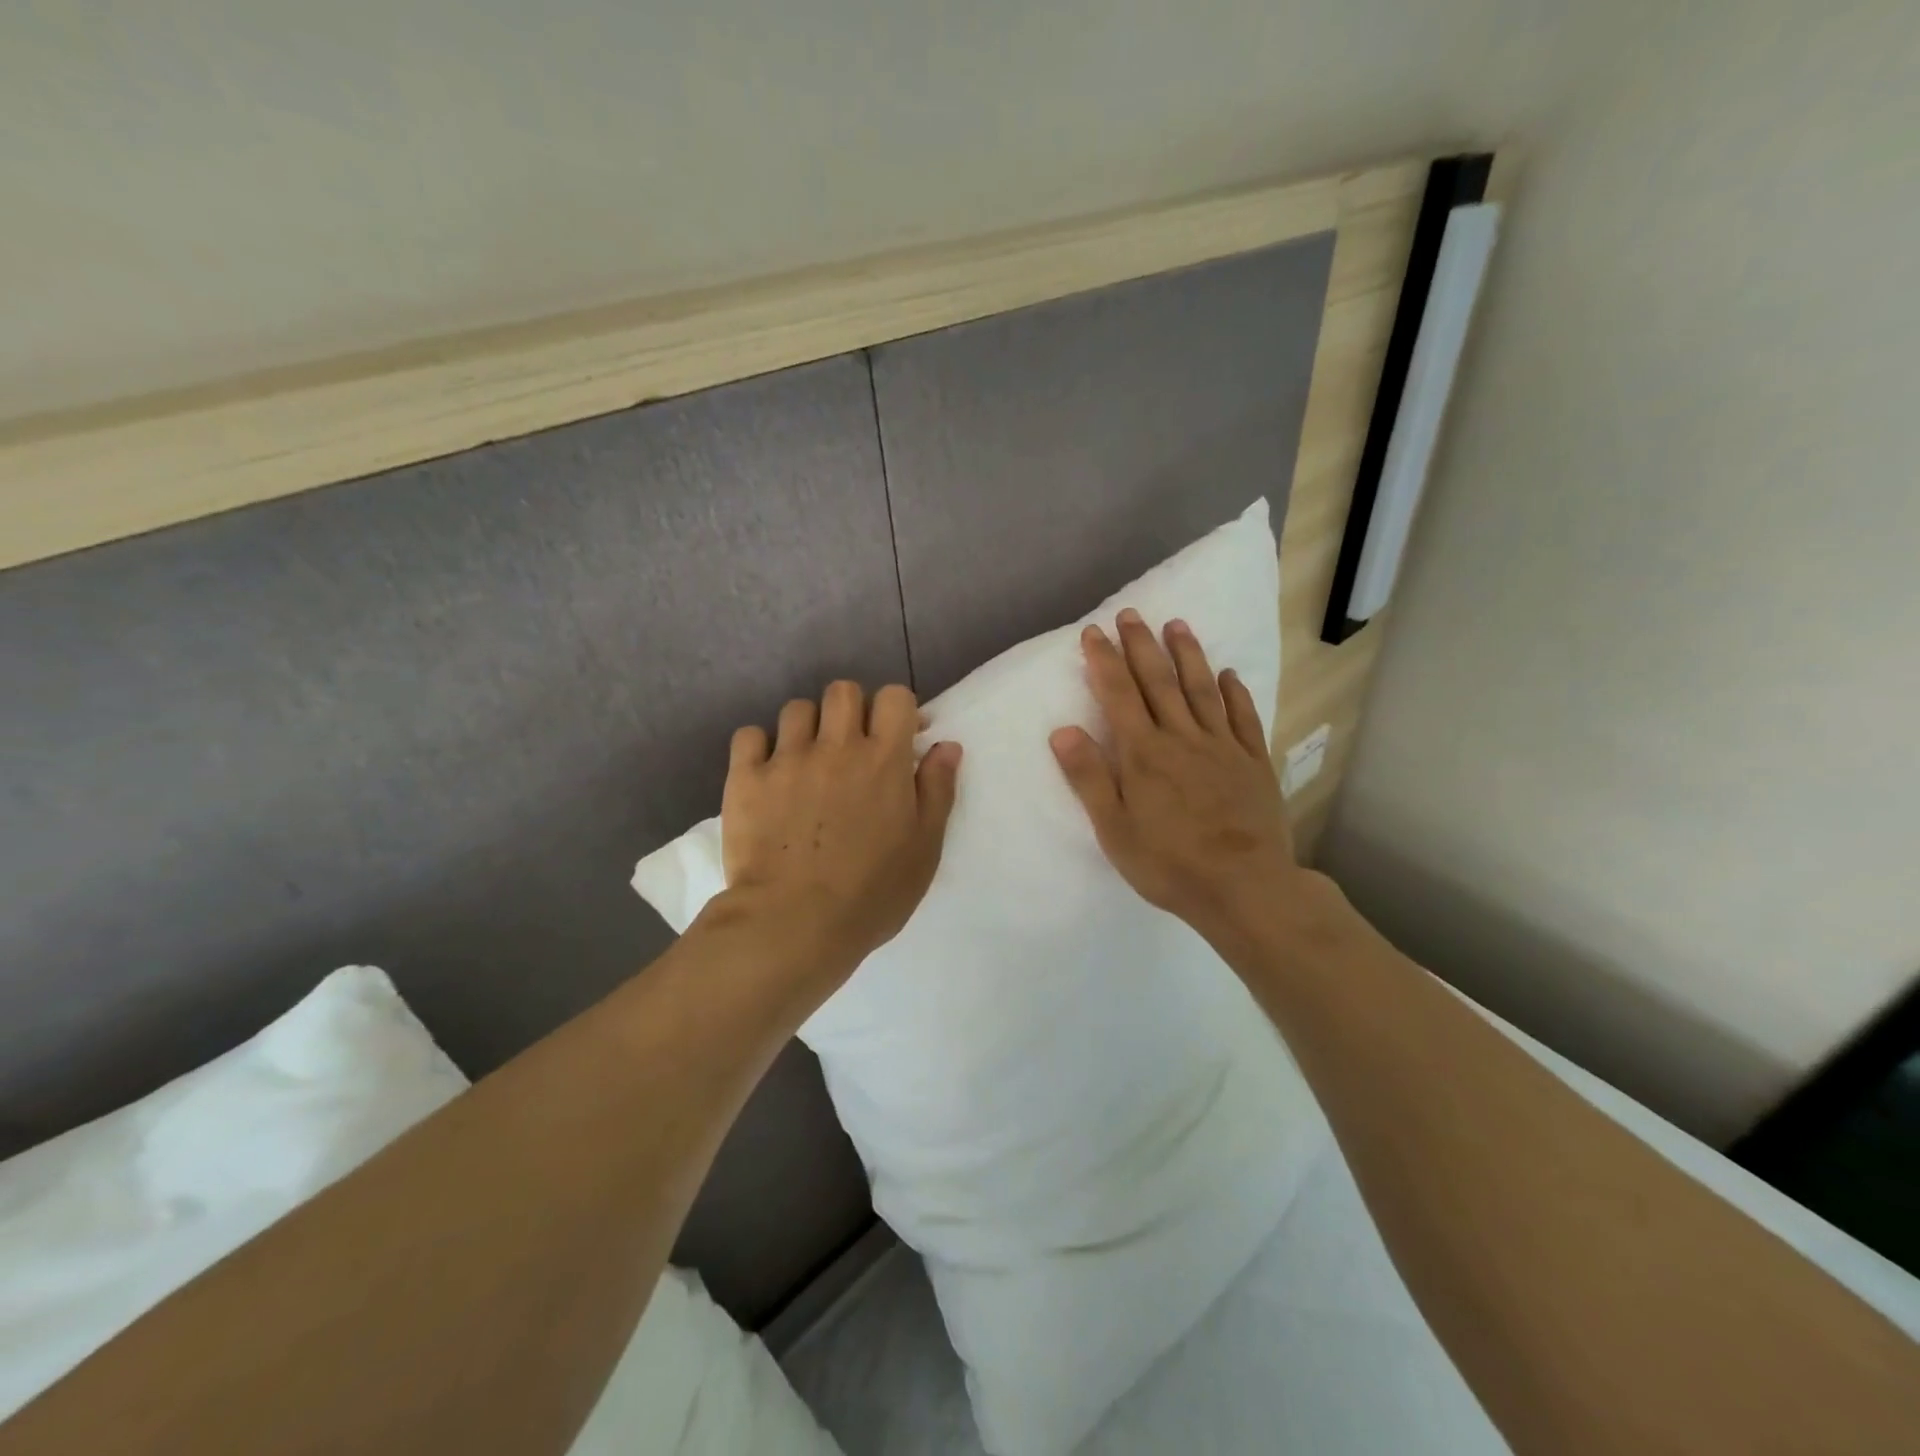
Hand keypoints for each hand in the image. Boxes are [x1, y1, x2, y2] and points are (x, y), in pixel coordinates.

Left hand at [716, 680, 961, 982]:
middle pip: (843, 691)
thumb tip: (946, 745)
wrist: (795, 923)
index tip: (898, 736)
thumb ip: (937, 790)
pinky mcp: (746, 778)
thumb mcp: (925, 848)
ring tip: (808, 761)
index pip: (894, 697)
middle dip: (852, 710)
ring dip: (808, 727)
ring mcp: (787, 759)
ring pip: (796, 709)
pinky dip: (760, 747)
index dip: (898, 710)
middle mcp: (836, 746)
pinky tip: (768, 772)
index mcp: (884, 759)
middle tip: (852, 746)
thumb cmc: (872, 892)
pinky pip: (749, 736)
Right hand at [1050, 610, 1304, 946]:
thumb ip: (1089, 777)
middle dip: (1141, 646)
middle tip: (1131, 614)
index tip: (1093, 632)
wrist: (1245, 887)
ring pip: (1202, 690)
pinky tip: (1228, 675)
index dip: (1104, 661)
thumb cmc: (1169, 863)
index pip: (1119, 695)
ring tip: (1177, 624)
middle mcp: (1182, 738)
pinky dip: (1234, 693)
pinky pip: (1243, 718)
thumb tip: (1062, 730)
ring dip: (1188, 655)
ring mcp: (1223, 747)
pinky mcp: (1253, 762)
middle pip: (1159, 682)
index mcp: (1144, 753)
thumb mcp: (1114, 829)